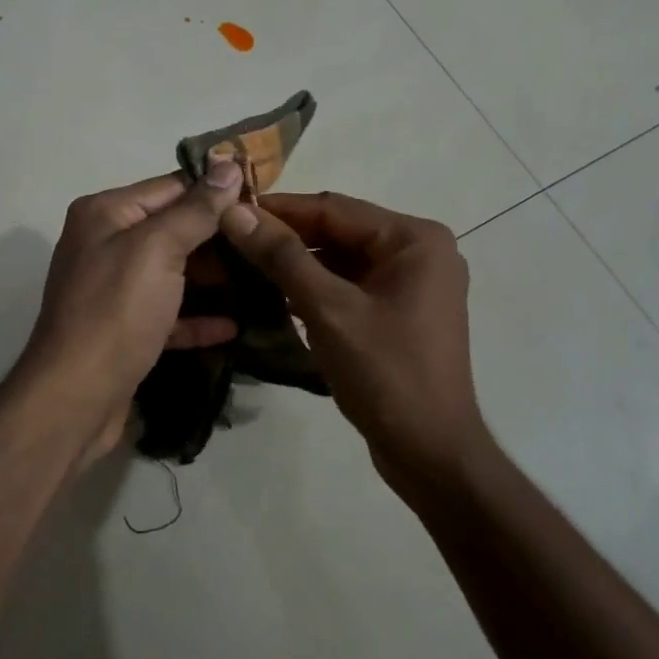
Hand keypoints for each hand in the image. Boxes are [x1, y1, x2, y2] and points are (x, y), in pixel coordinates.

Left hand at [16, 162, 245, 448]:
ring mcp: (114, 290)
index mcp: (106, 214)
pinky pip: (168, 314)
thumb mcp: (157, 249)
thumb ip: (195, 209)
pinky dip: (197, 318)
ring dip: (214, 279)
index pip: (171, 187)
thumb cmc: (116, 311)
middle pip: (173, 230)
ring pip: (174, 273)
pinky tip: (234, 326)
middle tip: (269, 246)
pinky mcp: (125, 330)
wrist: (75, 397)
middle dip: (219, 238)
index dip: (216, 192)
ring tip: (264, 281)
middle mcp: (106, 244)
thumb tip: (228, 165)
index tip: (264, 200)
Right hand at [219, 191, 495, 502]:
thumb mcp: (328, 309)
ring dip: (298, 264)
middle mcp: (419, 252)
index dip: (279, 209)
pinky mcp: (400, 313)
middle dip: (286, 238)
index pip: (334, 208)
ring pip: (342, 260)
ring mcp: (412, 284)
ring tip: (244, 266)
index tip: (228, 210)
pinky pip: (350, 286)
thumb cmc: (385, 374)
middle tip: (230, 241)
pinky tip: (278, 297)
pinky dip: (316, 289)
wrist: (430, 451)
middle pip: (339, 232)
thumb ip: (282, 257)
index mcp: (414, 239)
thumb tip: (234, 212)